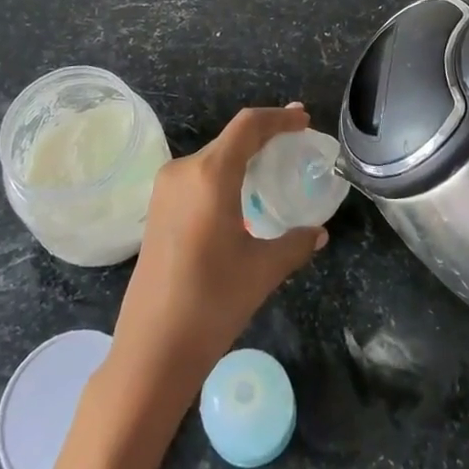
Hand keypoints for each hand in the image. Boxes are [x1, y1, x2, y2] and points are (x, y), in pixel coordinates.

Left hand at [109, 105, 327, 400]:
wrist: (150, 351)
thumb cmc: (211, 303)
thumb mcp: (263, 270)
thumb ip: (295, 243)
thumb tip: (318, 233)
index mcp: (209, 175)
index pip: (248, 126)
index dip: (279, 117)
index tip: (304, 119)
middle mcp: (183, 171)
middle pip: (230, 139)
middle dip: (265, 136)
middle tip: (296, 141)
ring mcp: (165, 190)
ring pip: (213, 158)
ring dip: (244, 156)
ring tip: (273, 167)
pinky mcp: (157, 210)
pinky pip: (198, 178)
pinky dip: (225, 175)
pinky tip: (242, 195)